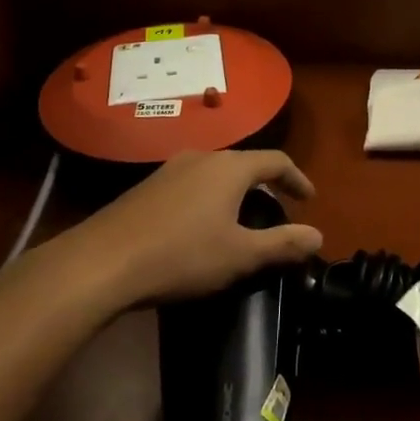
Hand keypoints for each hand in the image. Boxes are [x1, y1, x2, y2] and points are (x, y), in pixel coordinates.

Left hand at [58, 150, 322, 309]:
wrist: (101, 263)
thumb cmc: (181, 255)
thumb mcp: (240, 255)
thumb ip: (283, 244)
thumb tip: (318, 235)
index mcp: (230, 168)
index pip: (276, 161)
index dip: (297, 179)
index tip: (309, 199)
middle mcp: (202, 157)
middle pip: (245, 164)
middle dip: (266, 186)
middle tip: (277, 212)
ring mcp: (170, 169)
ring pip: (215, 173)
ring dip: (235, 192)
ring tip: (241, 220)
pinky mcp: (146, 187)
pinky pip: (191, 184)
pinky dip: (209, 198)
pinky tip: (200, 227)